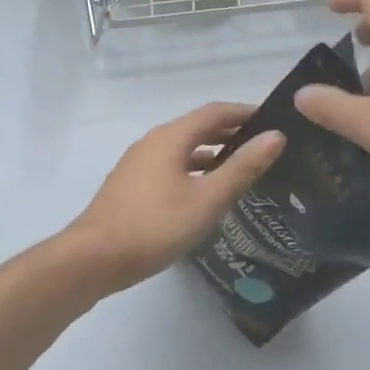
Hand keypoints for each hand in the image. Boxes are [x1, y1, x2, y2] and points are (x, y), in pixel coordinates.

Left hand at [64, 102, 285, 294]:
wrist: (94, 258)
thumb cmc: (155, 225)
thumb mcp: (207, 199)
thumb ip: (242, 168)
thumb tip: (276, 136)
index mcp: (171, 137)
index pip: (215, 112)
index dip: (245, 112)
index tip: (275, 120)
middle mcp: (153, 142)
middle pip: (198, 128)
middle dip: (231, 133)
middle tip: (265, 146)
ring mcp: (139, 164)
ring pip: (183, 150)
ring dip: (213, 153)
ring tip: (243, 169)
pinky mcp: (132, 186)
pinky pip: (171, 167)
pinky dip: (195, 170)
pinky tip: (207, 193)